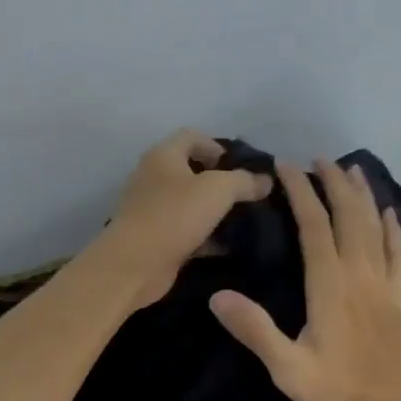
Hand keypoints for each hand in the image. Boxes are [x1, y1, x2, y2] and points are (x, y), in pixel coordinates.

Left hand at [98, 130, 274, 309]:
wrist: (135, 264)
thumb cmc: (174, 215)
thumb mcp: (218, 190)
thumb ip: (244, 181)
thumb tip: (265, 180)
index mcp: (163, 156)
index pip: (192, 137)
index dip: (218, 146)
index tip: (241, 167)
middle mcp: (153, 177)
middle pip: (191, 171)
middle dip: (220, 182)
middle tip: (247, 195)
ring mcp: (152, 209)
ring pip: (190, 203)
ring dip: (214, 211)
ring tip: (243, 221)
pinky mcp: (155, 238)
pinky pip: (186, 231)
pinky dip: (206, 236)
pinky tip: (227, 246)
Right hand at [209, 158, 400, 400]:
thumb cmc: (341, 391)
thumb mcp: (288, 369)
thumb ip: (255, 330)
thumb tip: (217, 296)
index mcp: (330, 285)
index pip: (314, 225)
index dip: (300, 192)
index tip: (285, 166)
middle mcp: (359, 273)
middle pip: (349, 216)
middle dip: (333, 183)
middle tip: (318, 159)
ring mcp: (384, 283)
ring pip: (375, 226)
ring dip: (363, 195)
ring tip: (352, 170)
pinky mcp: (398, 297)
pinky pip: (399, 252)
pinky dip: (394, 228)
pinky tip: (391, 214)